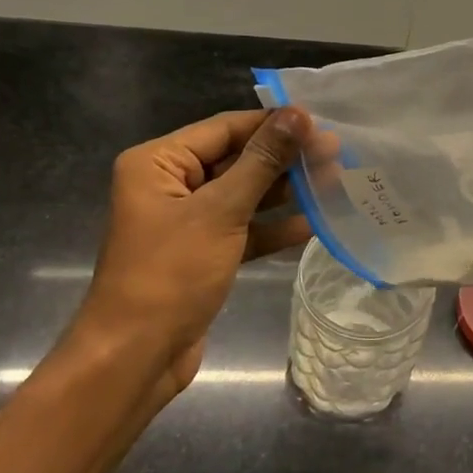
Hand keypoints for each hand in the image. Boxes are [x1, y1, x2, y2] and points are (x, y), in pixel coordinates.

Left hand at [67, 108, 311, 407]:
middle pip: (236, 159)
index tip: (320, 121)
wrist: (136, 358)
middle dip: (284, 158)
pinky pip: (243, 229)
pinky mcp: (203, 253)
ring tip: (335, 181)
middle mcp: (170, 185)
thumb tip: (298, 114)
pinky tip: (314, 223)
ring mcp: (187, 221)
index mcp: (158, 163)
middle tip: (336, 152)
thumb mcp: (221, 211)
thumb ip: (262, 161)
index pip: (224, 128)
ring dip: (285, 191)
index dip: (272, 124)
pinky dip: (273, 227)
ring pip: (244, 195)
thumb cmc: (171, 274)